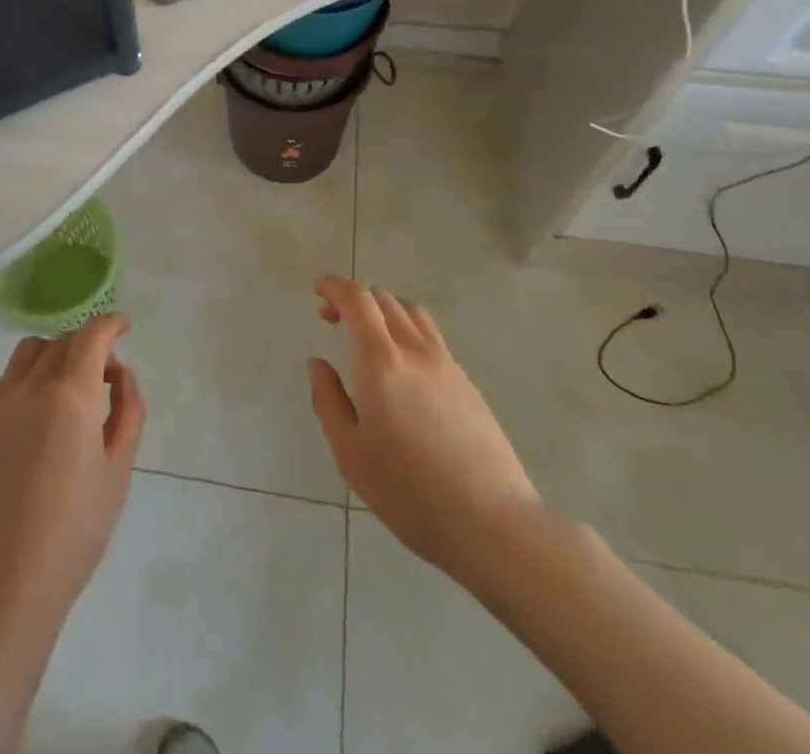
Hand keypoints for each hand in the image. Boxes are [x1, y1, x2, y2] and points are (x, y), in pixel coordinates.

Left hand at [0, 314, 145, 627]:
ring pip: (29, 353)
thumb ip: (128, 409)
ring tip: (68, 392)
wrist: (5, 583)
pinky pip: (6, 382)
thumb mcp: (118, 469)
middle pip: (62, 341)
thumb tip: (120, 374)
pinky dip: (28, 381)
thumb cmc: (75, 530)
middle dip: (88, 346)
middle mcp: (30, 386)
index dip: (111, 323)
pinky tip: (37, 422)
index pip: (92, 334)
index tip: (124, 326)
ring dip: (54, 356)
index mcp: (70, 394)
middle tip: (104, 378)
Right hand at [308, 275, 540, 580]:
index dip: (335, 286)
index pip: (358, 300)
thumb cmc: (409, 492)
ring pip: (412, 313)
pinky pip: (431, 336)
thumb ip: (329, 401)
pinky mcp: (467, 383)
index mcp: (381, 362)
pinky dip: (406, 329)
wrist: (492, 523)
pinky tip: (401, 366)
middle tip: (332, 318)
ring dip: (384, 309)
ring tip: (368, 334)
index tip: (318, 288)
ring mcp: (446, 364)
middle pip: (384, 300)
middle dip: (354, 299)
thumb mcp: (350, 453)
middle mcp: (415, 350)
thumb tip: (318, 364)